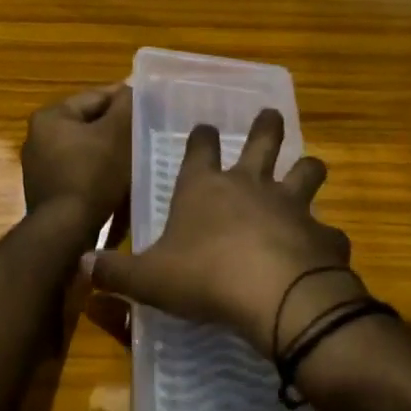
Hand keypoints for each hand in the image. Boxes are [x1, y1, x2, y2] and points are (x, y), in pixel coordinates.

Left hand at [20, 84, 132, 240]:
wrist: (66, 231)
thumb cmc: (92, 175)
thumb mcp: (117, 133)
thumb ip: (126, 105)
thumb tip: (131, 87)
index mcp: (51, 116)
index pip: (96, 97)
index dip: (126, 100)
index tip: (151, 106)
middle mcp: (38, 136)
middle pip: (89, 123)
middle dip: (117, 128)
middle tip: (147, 133)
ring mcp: (39, 165)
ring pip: (85, 148)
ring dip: (108, 151)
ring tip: (137, 158)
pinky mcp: (46, 190)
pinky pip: (79, 171)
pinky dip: (97, 172)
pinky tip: (117, 181)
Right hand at [87, 107, 361, 356]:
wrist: (274, 295)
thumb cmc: (205, 277)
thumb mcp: (149, 279)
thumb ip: (115, 272)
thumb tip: (80, 265)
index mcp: (205, 188)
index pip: (200, 148)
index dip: (201, 136)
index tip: (204, 127)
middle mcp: (251, 185)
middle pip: (263, 141)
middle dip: (266, 125)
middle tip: (270, 115)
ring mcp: (292, 205)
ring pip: (306, 171)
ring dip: (308, 168)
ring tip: (310, 167)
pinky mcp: (322, 235)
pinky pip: (330, 231)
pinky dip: (327, 238)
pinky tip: (324, 248)